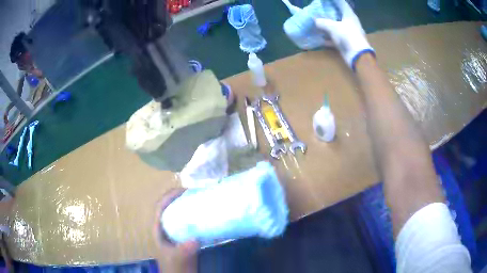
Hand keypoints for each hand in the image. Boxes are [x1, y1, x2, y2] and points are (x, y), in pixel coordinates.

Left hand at [153, 188, 198, 272]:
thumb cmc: (174, 267)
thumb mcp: (178, 259)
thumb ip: (184, 250)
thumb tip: (195, 239)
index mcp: (158, 229)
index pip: (160, 206)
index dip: (170, 196)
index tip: (185, 190)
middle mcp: (165, 226)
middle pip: (170, 206)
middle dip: (181, 197)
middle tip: (197, 192)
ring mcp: (174, 231)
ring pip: (179, 212)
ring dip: (188, 204)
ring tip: (202, 199)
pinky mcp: (183, 236)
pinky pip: (188, 221)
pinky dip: (195, 215)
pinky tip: (206, 215)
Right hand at [314, 0, 373, 69]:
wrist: (358, 57)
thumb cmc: (348, 36)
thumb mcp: (333, 27)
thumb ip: (323, 22)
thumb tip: (315, 20)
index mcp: (350, 15)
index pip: (341, 3)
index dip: (334, 0)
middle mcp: (350, 23)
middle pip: (338, 14)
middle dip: (328, 11)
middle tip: (318, 8)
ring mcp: (347, 33)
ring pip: (335, 26)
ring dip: (326, 24)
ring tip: (315, 20)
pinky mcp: (345, 43)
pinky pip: (333, 38)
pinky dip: (326, 38)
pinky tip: (318, 37)